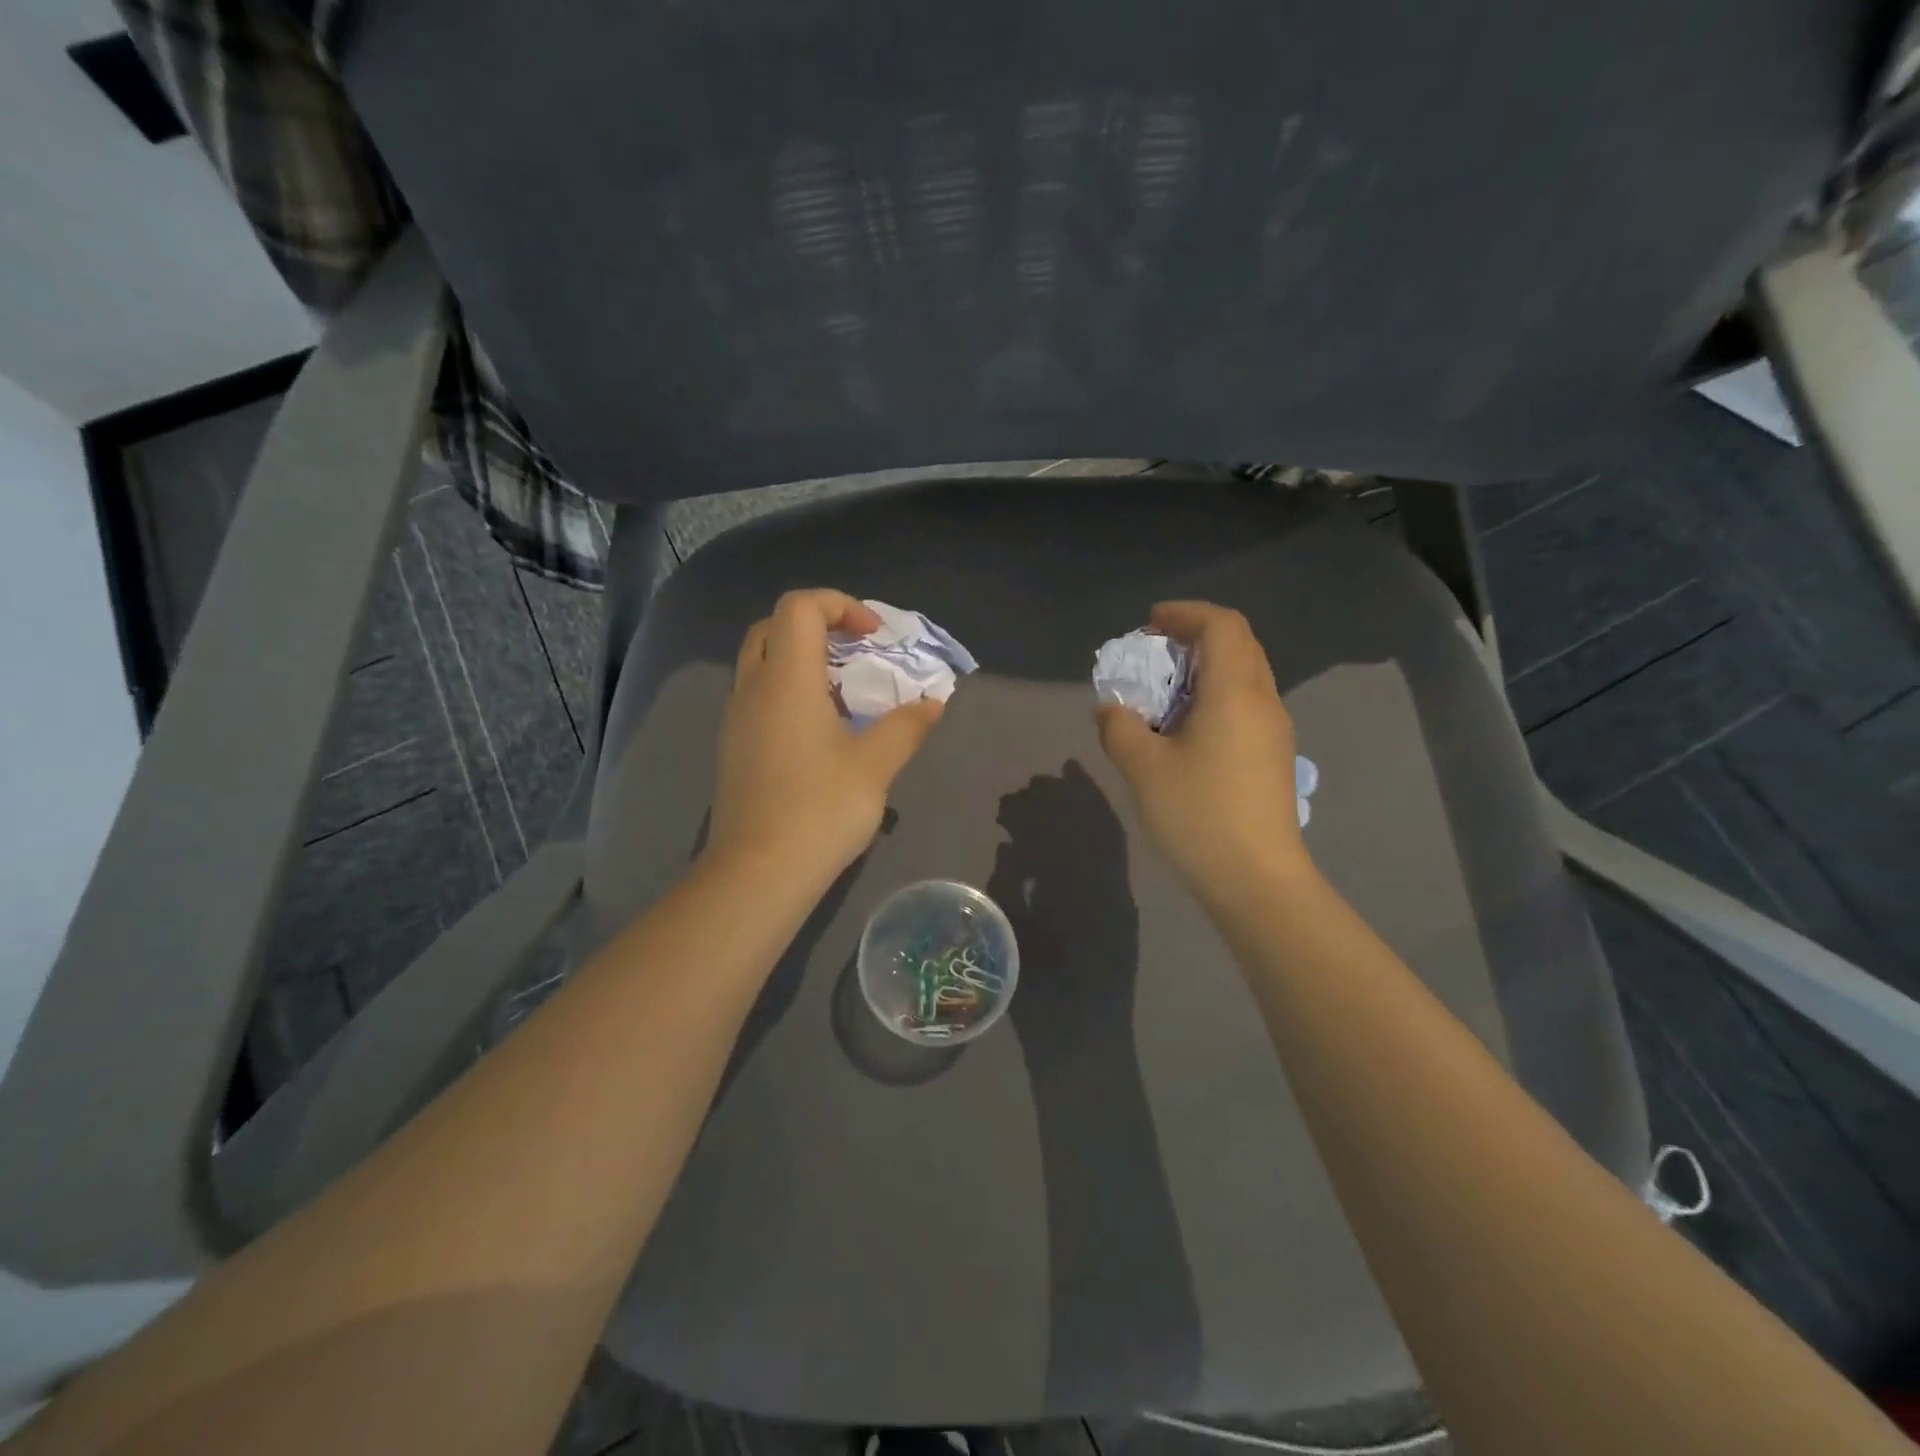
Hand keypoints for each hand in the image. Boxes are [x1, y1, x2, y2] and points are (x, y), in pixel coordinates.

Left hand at [710, 590, 943, 885]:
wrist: (758, 872)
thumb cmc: (820, 809)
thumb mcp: (875, 766)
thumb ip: (906, 727)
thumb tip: (933, 704)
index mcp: (786, 680)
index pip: (799, 607)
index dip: (840, 605)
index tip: (874, 638)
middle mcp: (753, 689)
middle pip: (773, 627)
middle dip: (817, 625)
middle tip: (855, 652)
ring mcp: (736, 719)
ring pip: (761, 661)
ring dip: (801, 659)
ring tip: (843, 691)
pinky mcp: (734, 747)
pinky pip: (758, 695)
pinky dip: (788, 690)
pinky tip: (819, 729)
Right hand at [1096, 601, 1312, 906]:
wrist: (1257, 880)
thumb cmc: (1199, 815)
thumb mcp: (1143, 769)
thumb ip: (1120, 727)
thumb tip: (1112, 708)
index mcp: (1235, 692)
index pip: (1222, 625)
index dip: (1185, 613)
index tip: (1149, 625)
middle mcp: (1263, 701)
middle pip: (1238, 644)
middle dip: (1195, 636)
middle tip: (1154, 654)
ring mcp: (1274, 730)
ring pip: (1245, 674)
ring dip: (1206, 668)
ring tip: (1165, 691)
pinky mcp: (1273, 756)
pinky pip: (1246, 703)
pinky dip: (1216, 695)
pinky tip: (1186, 728)